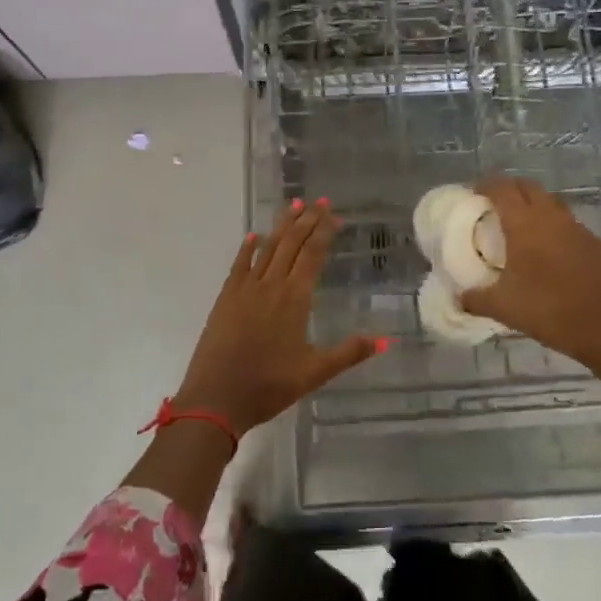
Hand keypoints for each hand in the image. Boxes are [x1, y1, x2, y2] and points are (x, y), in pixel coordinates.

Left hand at [175, 197, 383, 433]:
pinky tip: (253, 237)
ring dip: (281, 226)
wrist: (215, 399)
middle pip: (290, 244)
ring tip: (293, 205)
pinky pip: (239, 266)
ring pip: (267, 249)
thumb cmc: (268, 386)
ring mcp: (245, 290)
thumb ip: (349, 353)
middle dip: (306, 220)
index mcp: (294, 299)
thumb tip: (385, 340)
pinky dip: (248, 249)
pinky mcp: (225, 299)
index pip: (312, 255)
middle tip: (318, 200)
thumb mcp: (315, 372)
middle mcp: (270, 285)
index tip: (332, 213)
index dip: (323, 231)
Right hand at [459, 176, 600, 387]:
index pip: (502, 188)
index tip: (473, 195)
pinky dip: (555, 229)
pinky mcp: (596, 243)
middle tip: (495, 208)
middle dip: (510, 190)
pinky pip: (569, 225)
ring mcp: (578, 228)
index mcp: (525, 224)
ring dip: (534, 207)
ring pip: (551, 203)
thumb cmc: (550, 311)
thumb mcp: (504, 308)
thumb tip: (459, 297)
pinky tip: (551, 254)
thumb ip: (476, 299)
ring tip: (521, 229)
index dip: (485, 186)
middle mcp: (552, 217)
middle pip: (528, 187)